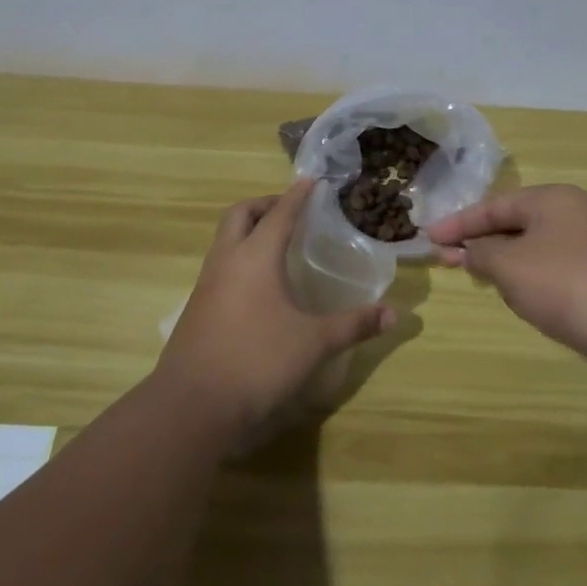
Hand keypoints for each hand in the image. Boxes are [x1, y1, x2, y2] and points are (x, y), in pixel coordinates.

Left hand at [156, 180, 392, 447]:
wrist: (192, 405)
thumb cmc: (257, 361)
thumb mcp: (314, 343)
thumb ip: (354, 325)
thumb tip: (394, 314)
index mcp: (255, 257)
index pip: (279, 213)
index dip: (297, 195)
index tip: (311, 180)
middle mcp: (226, 261)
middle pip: (240, 215)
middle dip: (264, 205)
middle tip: (290, 211)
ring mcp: (206, 285)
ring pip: (224, 239)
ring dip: (248, 230)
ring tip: (277, 244)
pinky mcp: (197, 308)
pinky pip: (219, 265)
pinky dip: (239, 258)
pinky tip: (258, 285)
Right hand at [428, 184, 586, 382]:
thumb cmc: (567, 287)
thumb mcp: (511, 267)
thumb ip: (481, 253)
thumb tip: (472, 250)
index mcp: (553, 199)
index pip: (494, 205)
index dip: (458, 223)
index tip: (427, 238)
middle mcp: (576, 212)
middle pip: (515, 223)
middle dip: (480, 242)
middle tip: (445, 259)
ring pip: (534, 246)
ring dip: (504, 261)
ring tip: (479, 278)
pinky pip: (554, 266)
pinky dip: (530, 276)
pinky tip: (522, 296)